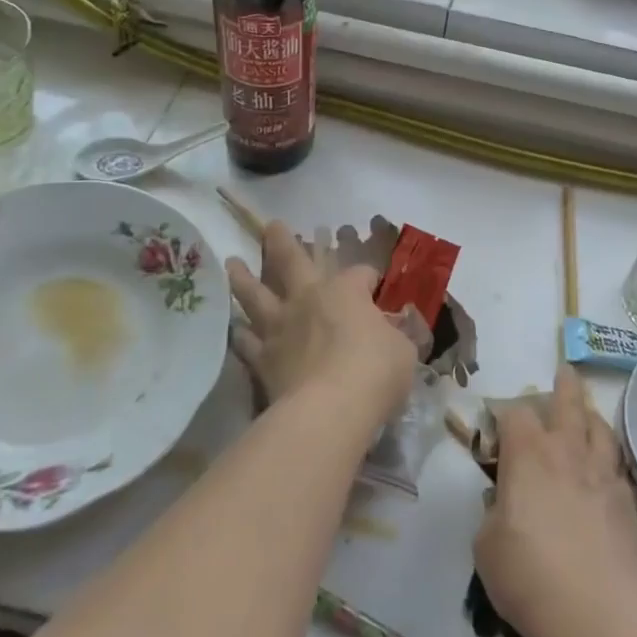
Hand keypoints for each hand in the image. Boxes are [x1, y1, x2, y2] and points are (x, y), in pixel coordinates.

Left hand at [225, 221, 417, 422]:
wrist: (328, 411)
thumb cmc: (375, 372)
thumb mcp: (404, 351)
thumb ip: (397, 337)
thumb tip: (396, 332)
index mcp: (345, 291)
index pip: (360, 274)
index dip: (370, 277)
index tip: (376, 285)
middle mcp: (308, 299)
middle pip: (291, 261)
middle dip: (282, 241)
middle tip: (271, 225)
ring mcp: (280, 327)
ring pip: (256, 294)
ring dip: (243, 277)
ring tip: (232, 263)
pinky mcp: (262, 359)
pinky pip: (246, 342)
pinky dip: (239, 334)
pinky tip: (234, 329)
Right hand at [473, 365, 636, 636]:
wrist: (596, 612)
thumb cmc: (528, 573)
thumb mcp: (487, 544)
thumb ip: (494, 513)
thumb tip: (505, 504)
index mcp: (527, 454)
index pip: (515, 413)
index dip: (506, 414)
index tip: (499, 427)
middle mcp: (566, 451)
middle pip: (568, 402)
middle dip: (564, 385)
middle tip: (564, 371)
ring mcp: (601, 474)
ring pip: (600, 427)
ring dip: (591, 415)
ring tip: (588, 412)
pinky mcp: (627, 501)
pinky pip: (617, 464)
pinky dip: (608, 456)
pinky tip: (605, 466)